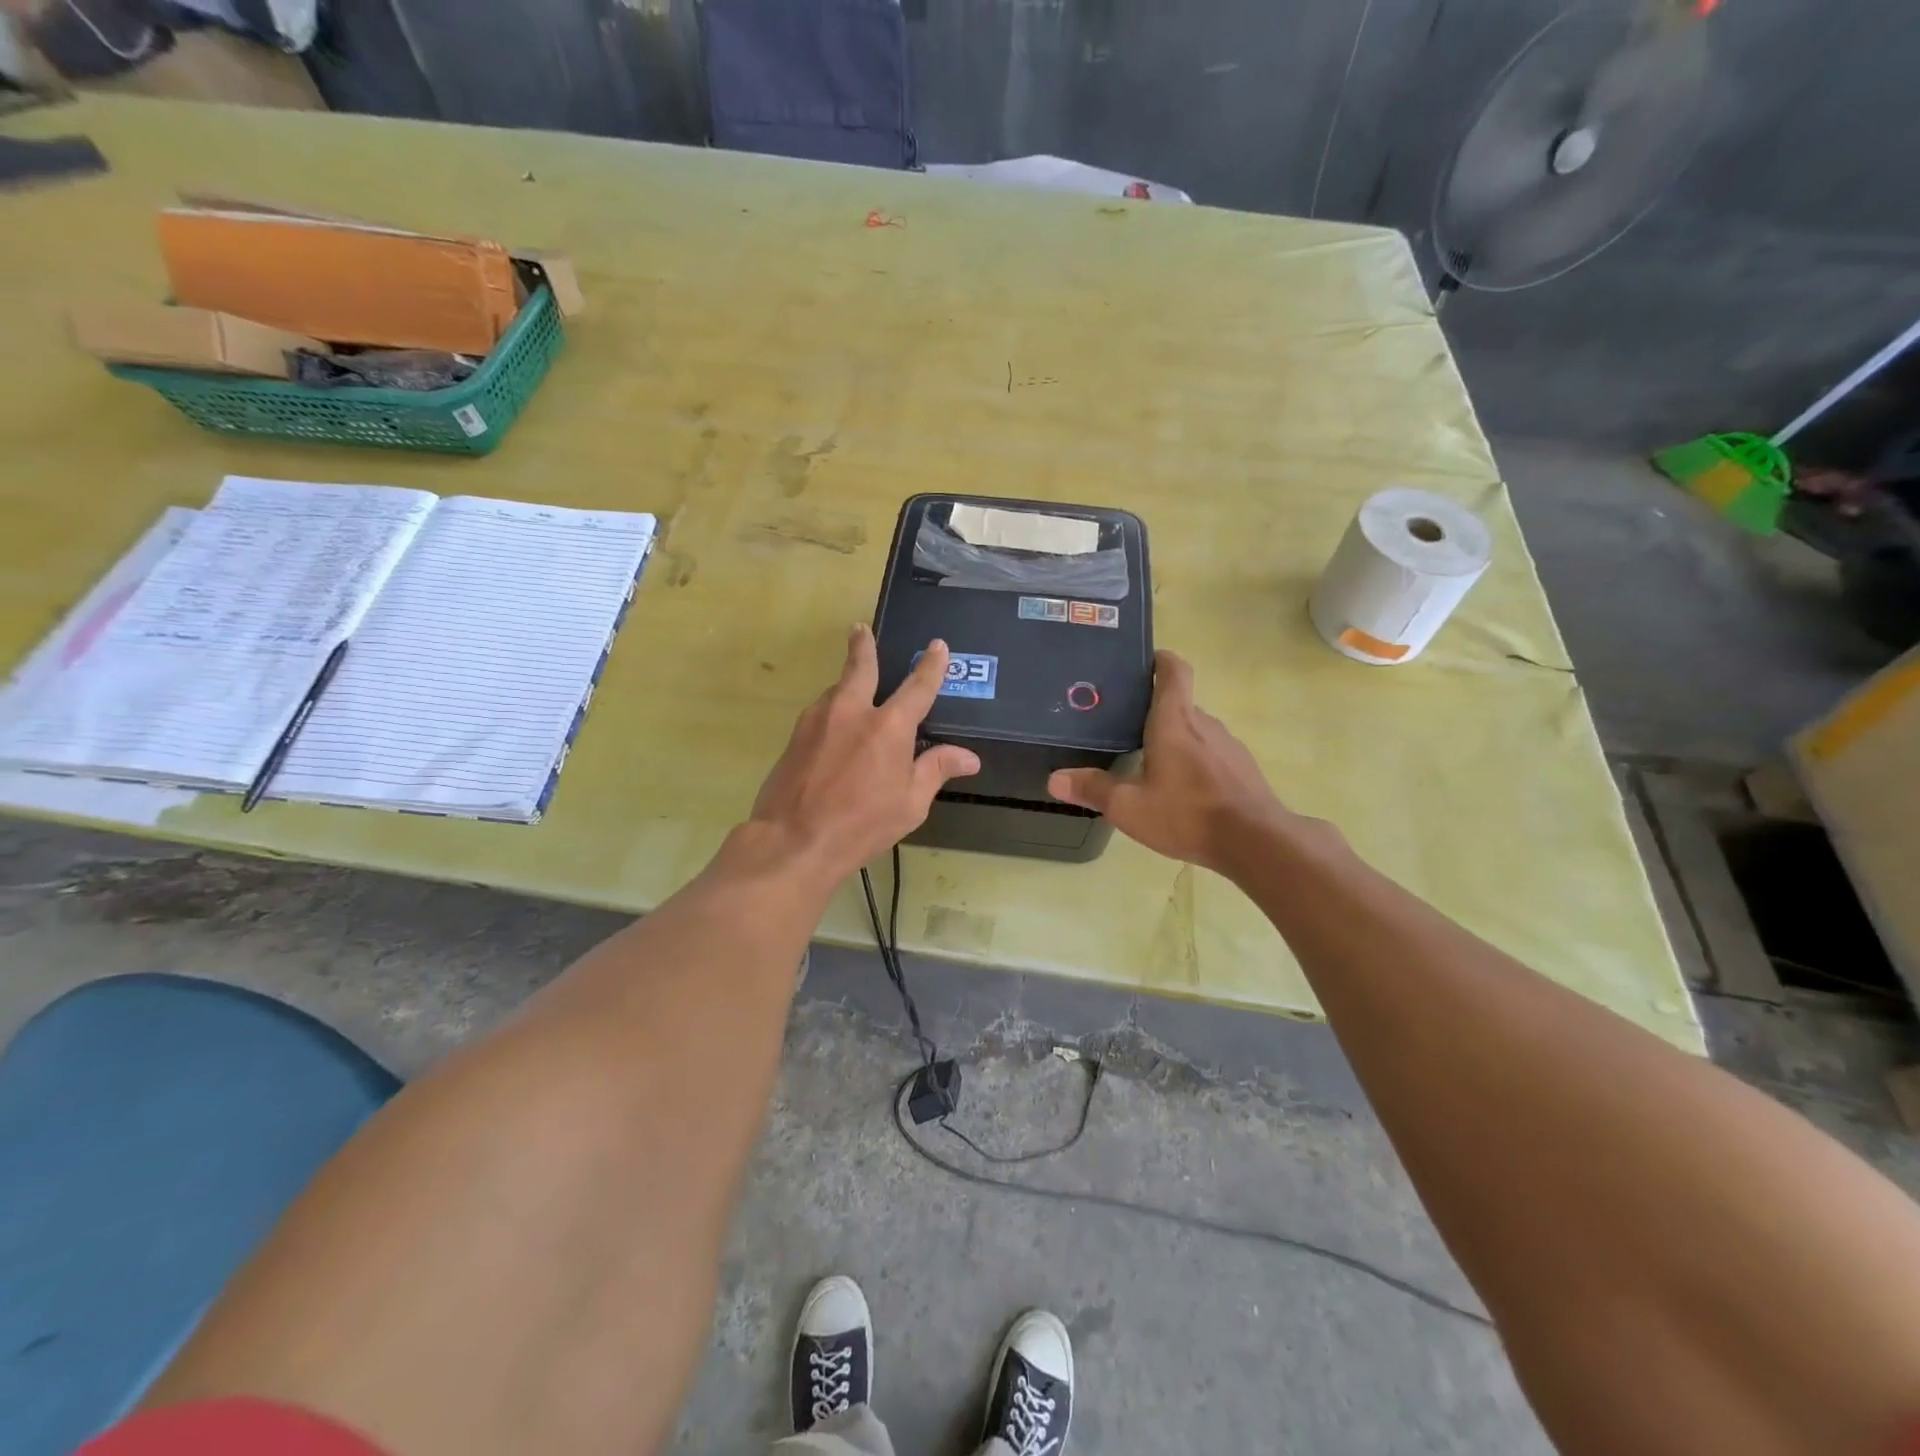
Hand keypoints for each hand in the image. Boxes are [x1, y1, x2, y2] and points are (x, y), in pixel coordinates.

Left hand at [748, 624, 979, 883]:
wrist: (794, 841)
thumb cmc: (862, 825)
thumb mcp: (910, 804)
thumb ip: (936, 771)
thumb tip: (968, 757)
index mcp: (889, 727)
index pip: (918, 687)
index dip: (931, 665)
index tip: (937, 646)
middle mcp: (852, 711)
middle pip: (860, 667)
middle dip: (863, 645)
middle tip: (860, 629)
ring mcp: (818, 720)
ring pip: (836, 690)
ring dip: (847, 685)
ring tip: (854, 691)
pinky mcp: (795, 736)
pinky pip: (821, 712)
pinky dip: (833, 710)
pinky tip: (835, 729)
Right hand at [1048, 651, 1294, 875]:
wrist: (1256, 842)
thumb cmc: (1187, 814)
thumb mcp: (1129, 807)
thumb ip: (1092, 789)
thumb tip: (1054, 779)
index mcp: (1174, 721)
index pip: (1173, 671)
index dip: (1160, 660)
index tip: (1144, 662)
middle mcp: (1204, 724)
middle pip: (1180, 703)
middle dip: (1155, 710)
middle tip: (1126, 726)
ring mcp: (1228, 746)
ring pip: (1196, 731)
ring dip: (1175, 739)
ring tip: (1150, 761)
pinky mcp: (1242, 769)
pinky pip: (1212, 754)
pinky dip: (1194, 762)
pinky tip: (1182, 791)